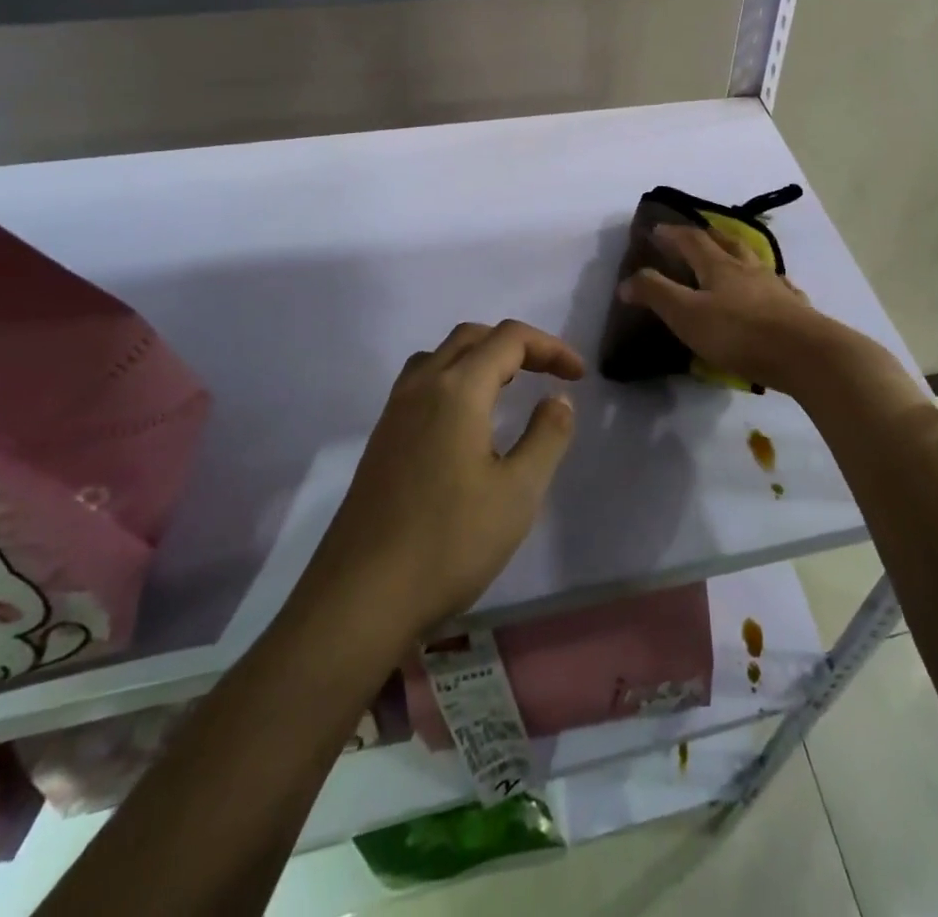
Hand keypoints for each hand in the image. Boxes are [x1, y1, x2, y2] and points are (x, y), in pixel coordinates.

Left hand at [305, 320, 584, 637]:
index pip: (509, 338)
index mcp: (457, 390)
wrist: (359, 600)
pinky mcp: (381, 441)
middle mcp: (421, 388)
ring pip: (440, 357)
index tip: (578, 377)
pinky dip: (455, 380)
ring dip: (480, 358)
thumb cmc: (449, 543)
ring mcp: (394, 413)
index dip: (550, 348)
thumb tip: (557, 399)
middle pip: (471, 337)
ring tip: (509, 388)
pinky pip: (421, 385)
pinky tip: (467, 423)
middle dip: (517, 345)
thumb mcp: (518, 492)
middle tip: (549, 374)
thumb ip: (547, 436)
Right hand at [617, 223, 847, 394]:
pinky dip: (769, 283)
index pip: (692, 241)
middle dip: (708, 236)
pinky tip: (773, 289)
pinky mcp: (796, 309)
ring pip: (755, 262)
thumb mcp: (686, 315)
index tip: (656, 229)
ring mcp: (776, 287)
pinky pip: (779, 287)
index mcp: (719, 267)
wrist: (805, 354)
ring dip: (740, 254)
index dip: (672, 234)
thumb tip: (626, 281)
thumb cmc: (739, 333)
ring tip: (734, 257)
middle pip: (727, 243)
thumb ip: (655, 295)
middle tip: (697, 234)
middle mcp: (749, 269)